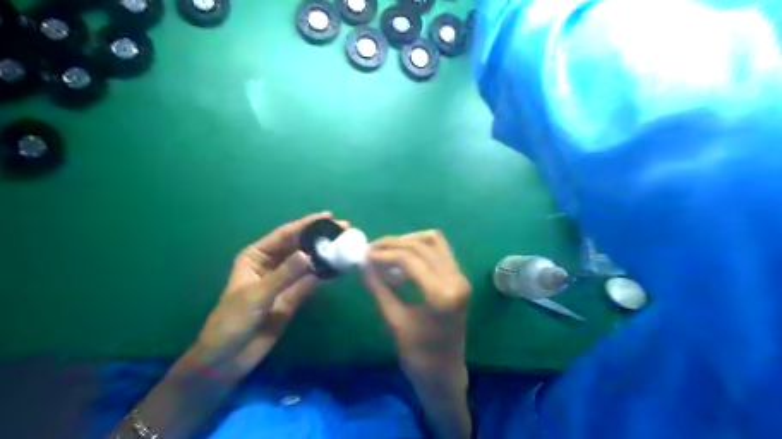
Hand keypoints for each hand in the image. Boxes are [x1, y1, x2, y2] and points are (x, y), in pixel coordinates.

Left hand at [188, 212, 343, 376]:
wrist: (228, 358)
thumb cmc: (232, 320)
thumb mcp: (256, 295)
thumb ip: (284, 275)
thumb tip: (309, 255)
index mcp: (256, 256)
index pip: (285, 235)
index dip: (306, 224)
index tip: (329, 216)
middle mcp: (272, 264)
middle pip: (299, 246)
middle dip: (320, 237)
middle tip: (344, 229)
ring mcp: (284, 281)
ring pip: (308, 263)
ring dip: (325, 255)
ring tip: (346, 245)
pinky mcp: (293, 297)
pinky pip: (311, 282)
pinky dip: (325, 275)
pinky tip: (339, 268)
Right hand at [362, 229, 468, 373]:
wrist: (444, 373)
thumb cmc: (418, 355)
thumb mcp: (394, 321)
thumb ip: (379, 289)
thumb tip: (363, 263)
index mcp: (442, 295)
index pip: (411, 259)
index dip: (385, 253)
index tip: (365, 254)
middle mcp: (457, 280)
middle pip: (423, 245)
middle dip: (394, 243)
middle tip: (372, 249)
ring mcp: (461, 277)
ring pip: (434, 241)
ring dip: (409, 241)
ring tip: (387, 251)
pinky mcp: (459, 278)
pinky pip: (440, 250)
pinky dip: (420, 247)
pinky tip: (403, 257)